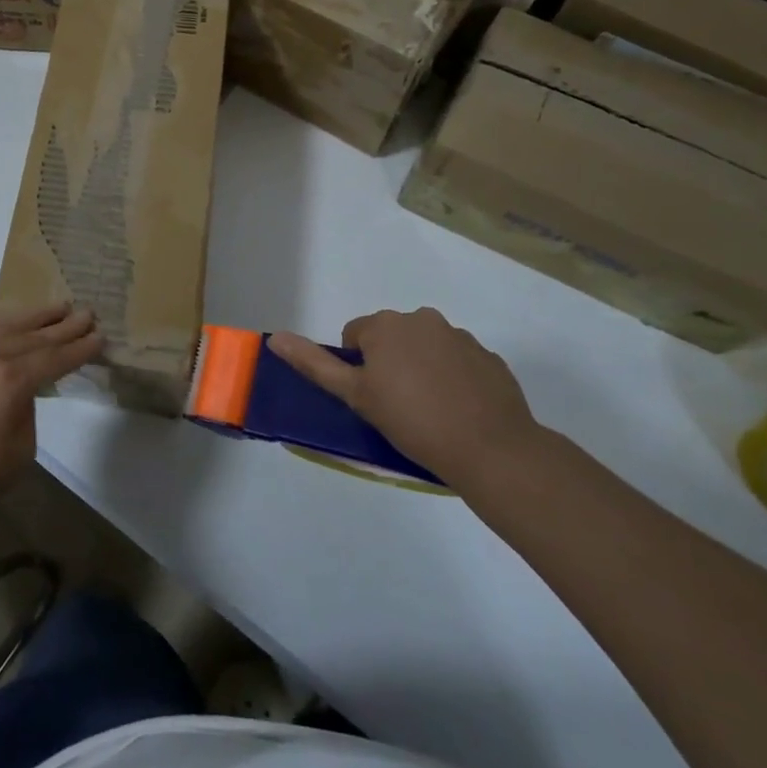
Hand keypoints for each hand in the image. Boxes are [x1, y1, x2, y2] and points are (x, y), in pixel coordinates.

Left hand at [0, 305, 101, 538]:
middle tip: (87, 313)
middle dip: (62, 326)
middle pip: (32, 337)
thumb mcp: (18, 452)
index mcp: (9, 382)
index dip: (79, 349)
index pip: (53, 358)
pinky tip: (11, 328)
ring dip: (32, 318)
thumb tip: (20, 392)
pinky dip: (0, 330)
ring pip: (2, 328)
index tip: (99, 336)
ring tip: (56, 308)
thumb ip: (25, 411)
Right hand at [268, 308, 540, 488]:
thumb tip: (275, 337)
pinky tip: (457, 410)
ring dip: (420, 368)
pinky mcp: (489, 358)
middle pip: (391, 337)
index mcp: (386, 324)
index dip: (356, 368)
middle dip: (388, 363)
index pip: (355, 335)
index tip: (369, 398)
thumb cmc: (412, 420)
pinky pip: (458, 363)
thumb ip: (315, 363)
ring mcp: (460, 337)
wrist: (491, 449)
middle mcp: (422, 319)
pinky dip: (452, 379)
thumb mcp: (355, 395)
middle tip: (395, 405)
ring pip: (425, 348)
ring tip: (429, 411)